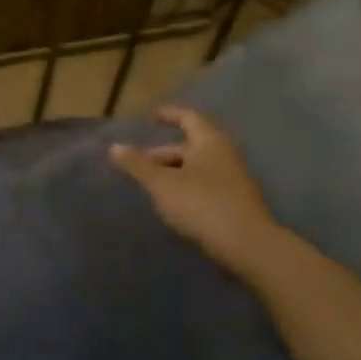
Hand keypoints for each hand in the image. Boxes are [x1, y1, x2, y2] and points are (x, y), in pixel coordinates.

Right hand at [110, 106, 287, 273]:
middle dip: (163, 154)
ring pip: (197, 168)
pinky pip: (205, 186)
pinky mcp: (235, 203)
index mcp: (210, 142)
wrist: (246, 244)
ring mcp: (233, 180)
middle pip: (190, 147)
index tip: (153, 117)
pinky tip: (173, 204)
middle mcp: (225, 155)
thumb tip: (114, 147)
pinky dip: (186, 188)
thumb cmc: (201, 204)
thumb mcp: (161, 184)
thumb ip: (137, 165)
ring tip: (151, 186)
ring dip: (174, 173)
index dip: (170, 115)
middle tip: (139, 165)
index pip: (189, 118)